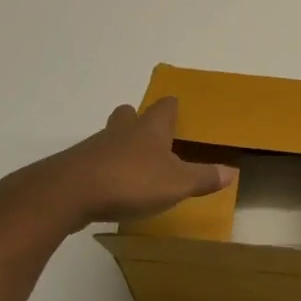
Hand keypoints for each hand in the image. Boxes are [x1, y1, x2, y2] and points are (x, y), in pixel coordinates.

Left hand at [1, 98, 230, 233]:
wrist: (68, 193)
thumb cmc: (130, 181)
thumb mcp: (176, 183)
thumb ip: (203, 177)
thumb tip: (232, 171)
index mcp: (150, 129)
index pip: (164, 107)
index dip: (171, 107)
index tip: (176, 108)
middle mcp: (122, 131)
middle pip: (128, 115)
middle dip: (138, 120)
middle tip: (149, 134)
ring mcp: (95, 147)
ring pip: (110, 138)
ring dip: (120, 146)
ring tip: (132, 166)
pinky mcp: (75, 168)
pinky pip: (93, 162)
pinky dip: (103, 170)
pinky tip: (109, 188)